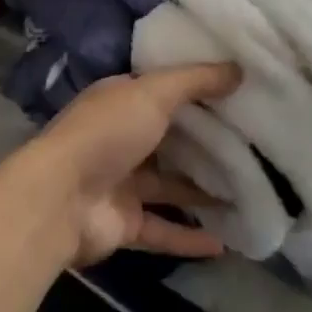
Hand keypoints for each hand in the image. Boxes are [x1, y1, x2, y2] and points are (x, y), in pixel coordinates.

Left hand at [15, 64, 240, 267]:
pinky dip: (190, 237)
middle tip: (250, 143)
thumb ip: (195, 81)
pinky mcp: (124, 222)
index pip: (162, 89)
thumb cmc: (107, 132)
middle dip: (203, 141)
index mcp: (121, 100)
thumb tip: (239, 68)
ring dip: (201, 191)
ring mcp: (121, 181)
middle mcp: (121, 137)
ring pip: (168, 185)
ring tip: (246, 191)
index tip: (235, 90)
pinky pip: (163, 228)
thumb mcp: (153, 93)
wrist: (61, 199)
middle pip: (168, 137)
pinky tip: (224, 243)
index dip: (195, 88)